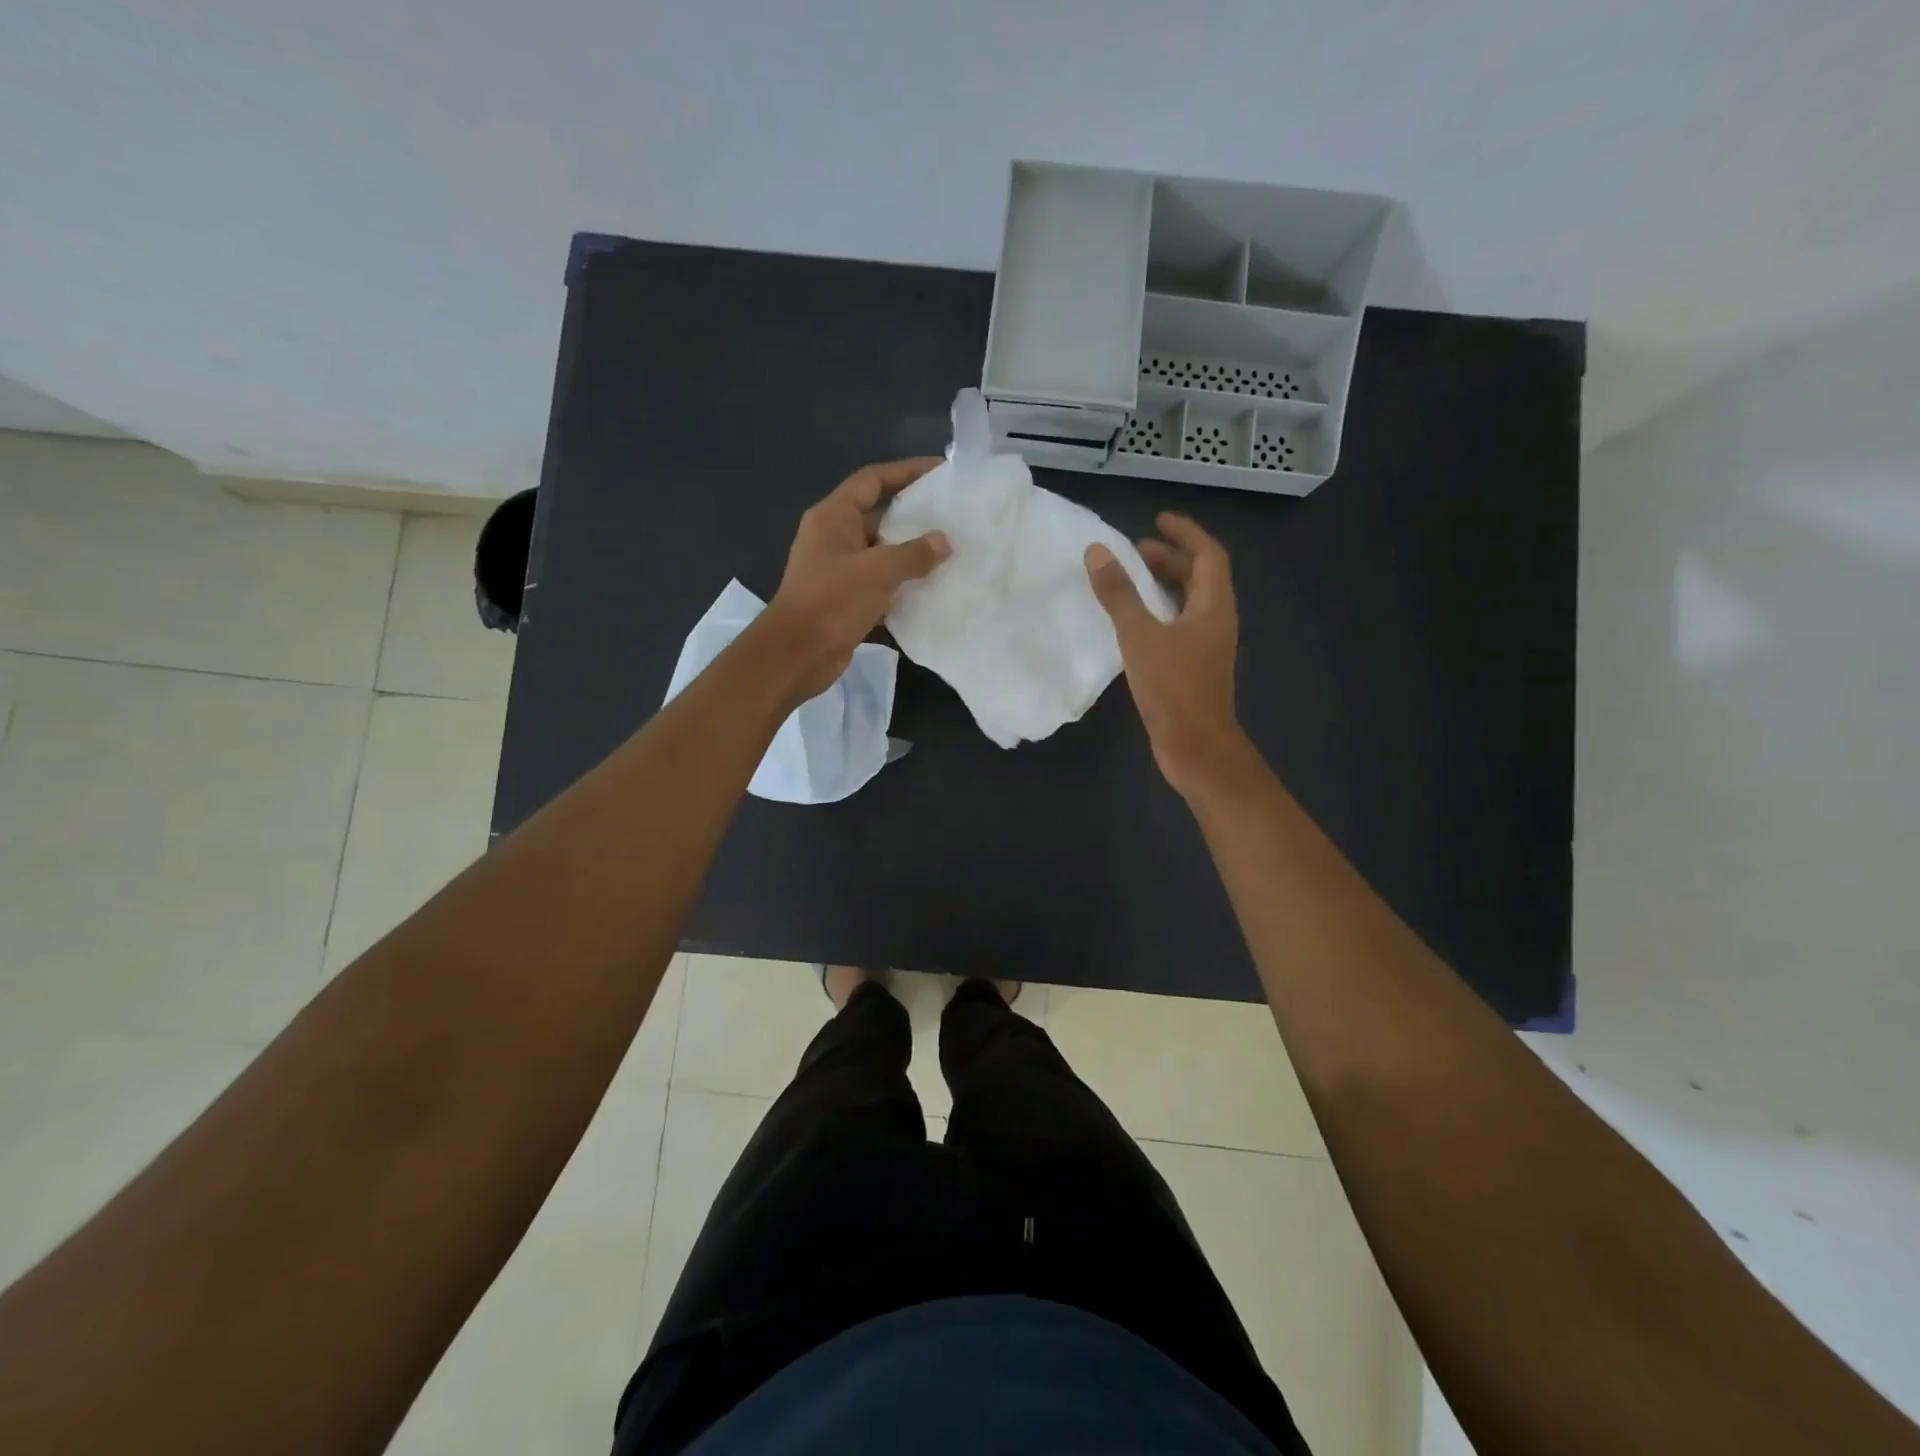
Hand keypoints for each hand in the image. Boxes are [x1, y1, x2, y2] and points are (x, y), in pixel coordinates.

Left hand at [760, 457, 950, 700]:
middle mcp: (834, 539)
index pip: (872, 480)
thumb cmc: (832, 601)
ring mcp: (838, 572)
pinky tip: (932, 595)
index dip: (906, 471)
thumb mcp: (877, 571)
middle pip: (880, 518)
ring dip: (911, 559)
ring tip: (951, 557)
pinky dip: (902, 591)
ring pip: (882, 557)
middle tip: (954, 520)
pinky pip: (880, 589)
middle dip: (915, 519)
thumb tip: (943, 541)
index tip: (940, 471)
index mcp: (833, 517)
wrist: (795, 655)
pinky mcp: (845, 603)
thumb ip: (914, 554)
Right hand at [1085, 513, 1247, 795]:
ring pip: (1188, 603)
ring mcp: (1206, 646)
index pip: (1208, 554)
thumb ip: (1119, 594)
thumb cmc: (1173, 688)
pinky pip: (1177, 626)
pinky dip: (1157, 613)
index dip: (1185, 533)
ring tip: (1129, 581)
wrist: (1196, 747)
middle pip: (1199, 577)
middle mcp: (1216, 620)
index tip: (1157, 519)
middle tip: (1134, 552)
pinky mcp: (1193, 667)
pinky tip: (1132, 623)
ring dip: (1163, 586)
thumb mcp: (1140, 636)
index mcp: (1213, 605)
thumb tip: (1098, 552)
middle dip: (1170, 558)